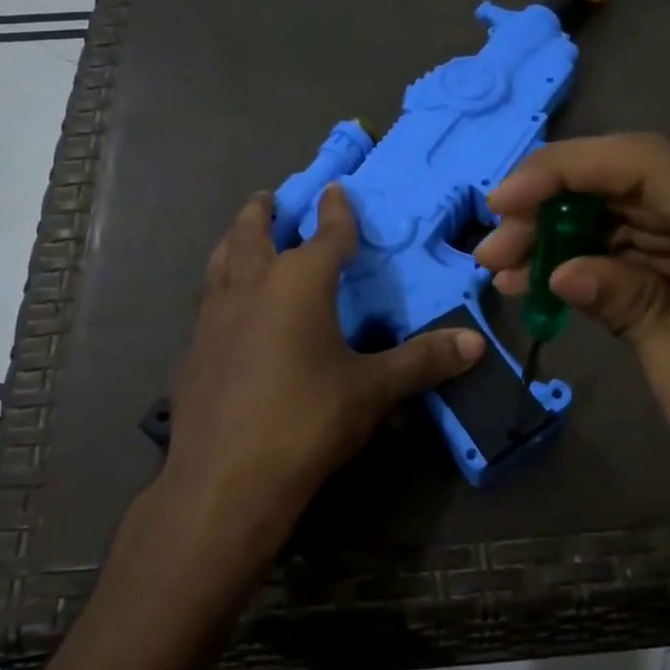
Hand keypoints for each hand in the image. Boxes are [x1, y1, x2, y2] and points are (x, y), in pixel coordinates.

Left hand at [152, 184, 485, 583]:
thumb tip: (476, 343)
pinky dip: (220, 289)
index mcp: (298, 283)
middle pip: (253, 234)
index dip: (336, 212)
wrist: (226, 480)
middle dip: (264, 212)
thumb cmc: (307, 420)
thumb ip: (422, 361)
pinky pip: (209, 303)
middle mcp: (251, 287)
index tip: (336, 189)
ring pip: (221, 262)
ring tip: (243, 238)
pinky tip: (229, 312)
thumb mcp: (372, 390)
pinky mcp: (193, 352)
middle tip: (270, 199)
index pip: (325, 235)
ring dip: (234, 242)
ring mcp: (214, 318)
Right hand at [475, 133, 669, 570]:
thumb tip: (563, 270)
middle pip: (644, 183)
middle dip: (560, 209)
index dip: (564, 173)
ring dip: (581, 235)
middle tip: (494, 252)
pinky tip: (565, 280)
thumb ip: (633, 312)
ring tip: (512, 269)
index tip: (500, 203)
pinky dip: (618, 261)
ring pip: (651, 213)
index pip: (647, 167)